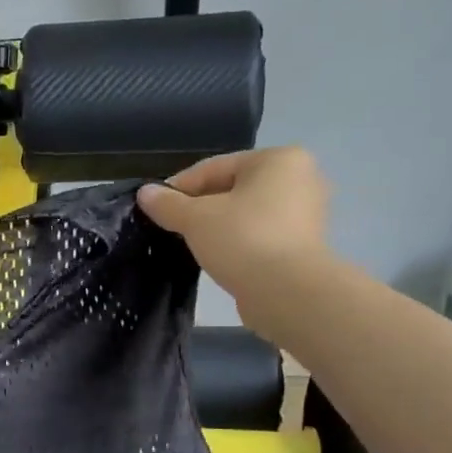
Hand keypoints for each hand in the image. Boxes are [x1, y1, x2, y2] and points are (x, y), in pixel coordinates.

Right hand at [136, 148, 330, 334]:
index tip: (154, 208)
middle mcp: (300, 178)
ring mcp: (306, 213)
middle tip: (171, 227)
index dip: (179, 187)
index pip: (214, 168)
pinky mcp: (304, 244)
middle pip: (232, 188)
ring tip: (190, 244)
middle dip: (199, 207)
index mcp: (278, 159)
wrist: (288, 292)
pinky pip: (259, 234)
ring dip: (217, 225)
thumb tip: (145, 193)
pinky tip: (217, 257)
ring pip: (246, 213)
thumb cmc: (243, 240)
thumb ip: (168, 204)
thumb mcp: (195, 219)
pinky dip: (237, 241)